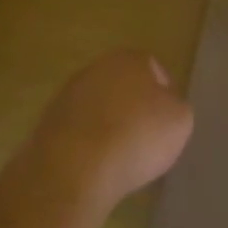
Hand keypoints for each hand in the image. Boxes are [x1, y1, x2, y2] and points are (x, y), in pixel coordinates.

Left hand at [28, 50, 194, 208]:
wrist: (75, 168)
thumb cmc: (137, 137)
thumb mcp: (180, 121)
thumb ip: (176, 107)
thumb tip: (164, 107)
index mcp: (129, 59)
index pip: (154, 70)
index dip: (165, 95)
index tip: (168, 122)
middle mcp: (95, 68)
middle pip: (123, 86)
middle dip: (134, 108)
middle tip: (146, 138)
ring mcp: (67, 95)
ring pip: (98, 107)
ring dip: (109, 125)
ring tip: (121, 157)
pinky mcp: (48, 124)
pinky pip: (79, 131)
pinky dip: (88, 144)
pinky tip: (97, 166)